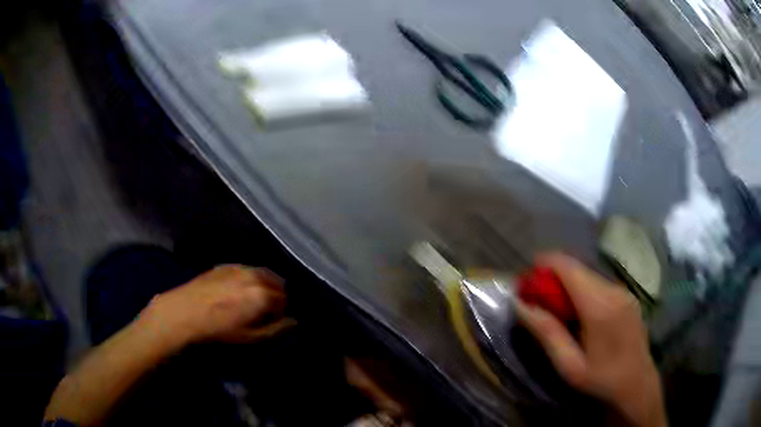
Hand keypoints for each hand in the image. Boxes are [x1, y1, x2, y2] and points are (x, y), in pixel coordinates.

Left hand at [140, 265, 294, 347]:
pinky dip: (249, 278)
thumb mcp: (251, 339)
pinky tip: (235, 291)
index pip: (286, 300)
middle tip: (263, 311)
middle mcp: (254, 276)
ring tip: (250, 300)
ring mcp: (239, 267)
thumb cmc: (219, 331)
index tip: (272, 322)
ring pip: (262, 273)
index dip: (282, 313)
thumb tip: (294, 321)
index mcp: (263, 294)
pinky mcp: (224, 265)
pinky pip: (246, 269)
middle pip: (278, 282)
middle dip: (276, 296)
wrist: (184, 313)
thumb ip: (277, 330)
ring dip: (263, 285)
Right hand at [515, 253, 665, 426]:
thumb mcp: (568, 364)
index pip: (569, 268)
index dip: (545, 264)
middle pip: (578, 269)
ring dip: (569, 285)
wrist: (637, 385)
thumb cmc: (600, 380)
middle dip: (554, 277)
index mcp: (600, 307)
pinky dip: (583, 291)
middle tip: (537, 300)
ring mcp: (624, 291)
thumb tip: (520, 304)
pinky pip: (599, 284)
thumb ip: (546, 332)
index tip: (526, 278)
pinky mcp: (628, 296)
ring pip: (589, 276)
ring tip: (557, 310)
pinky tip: (579, 314)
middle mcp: (614, 290)